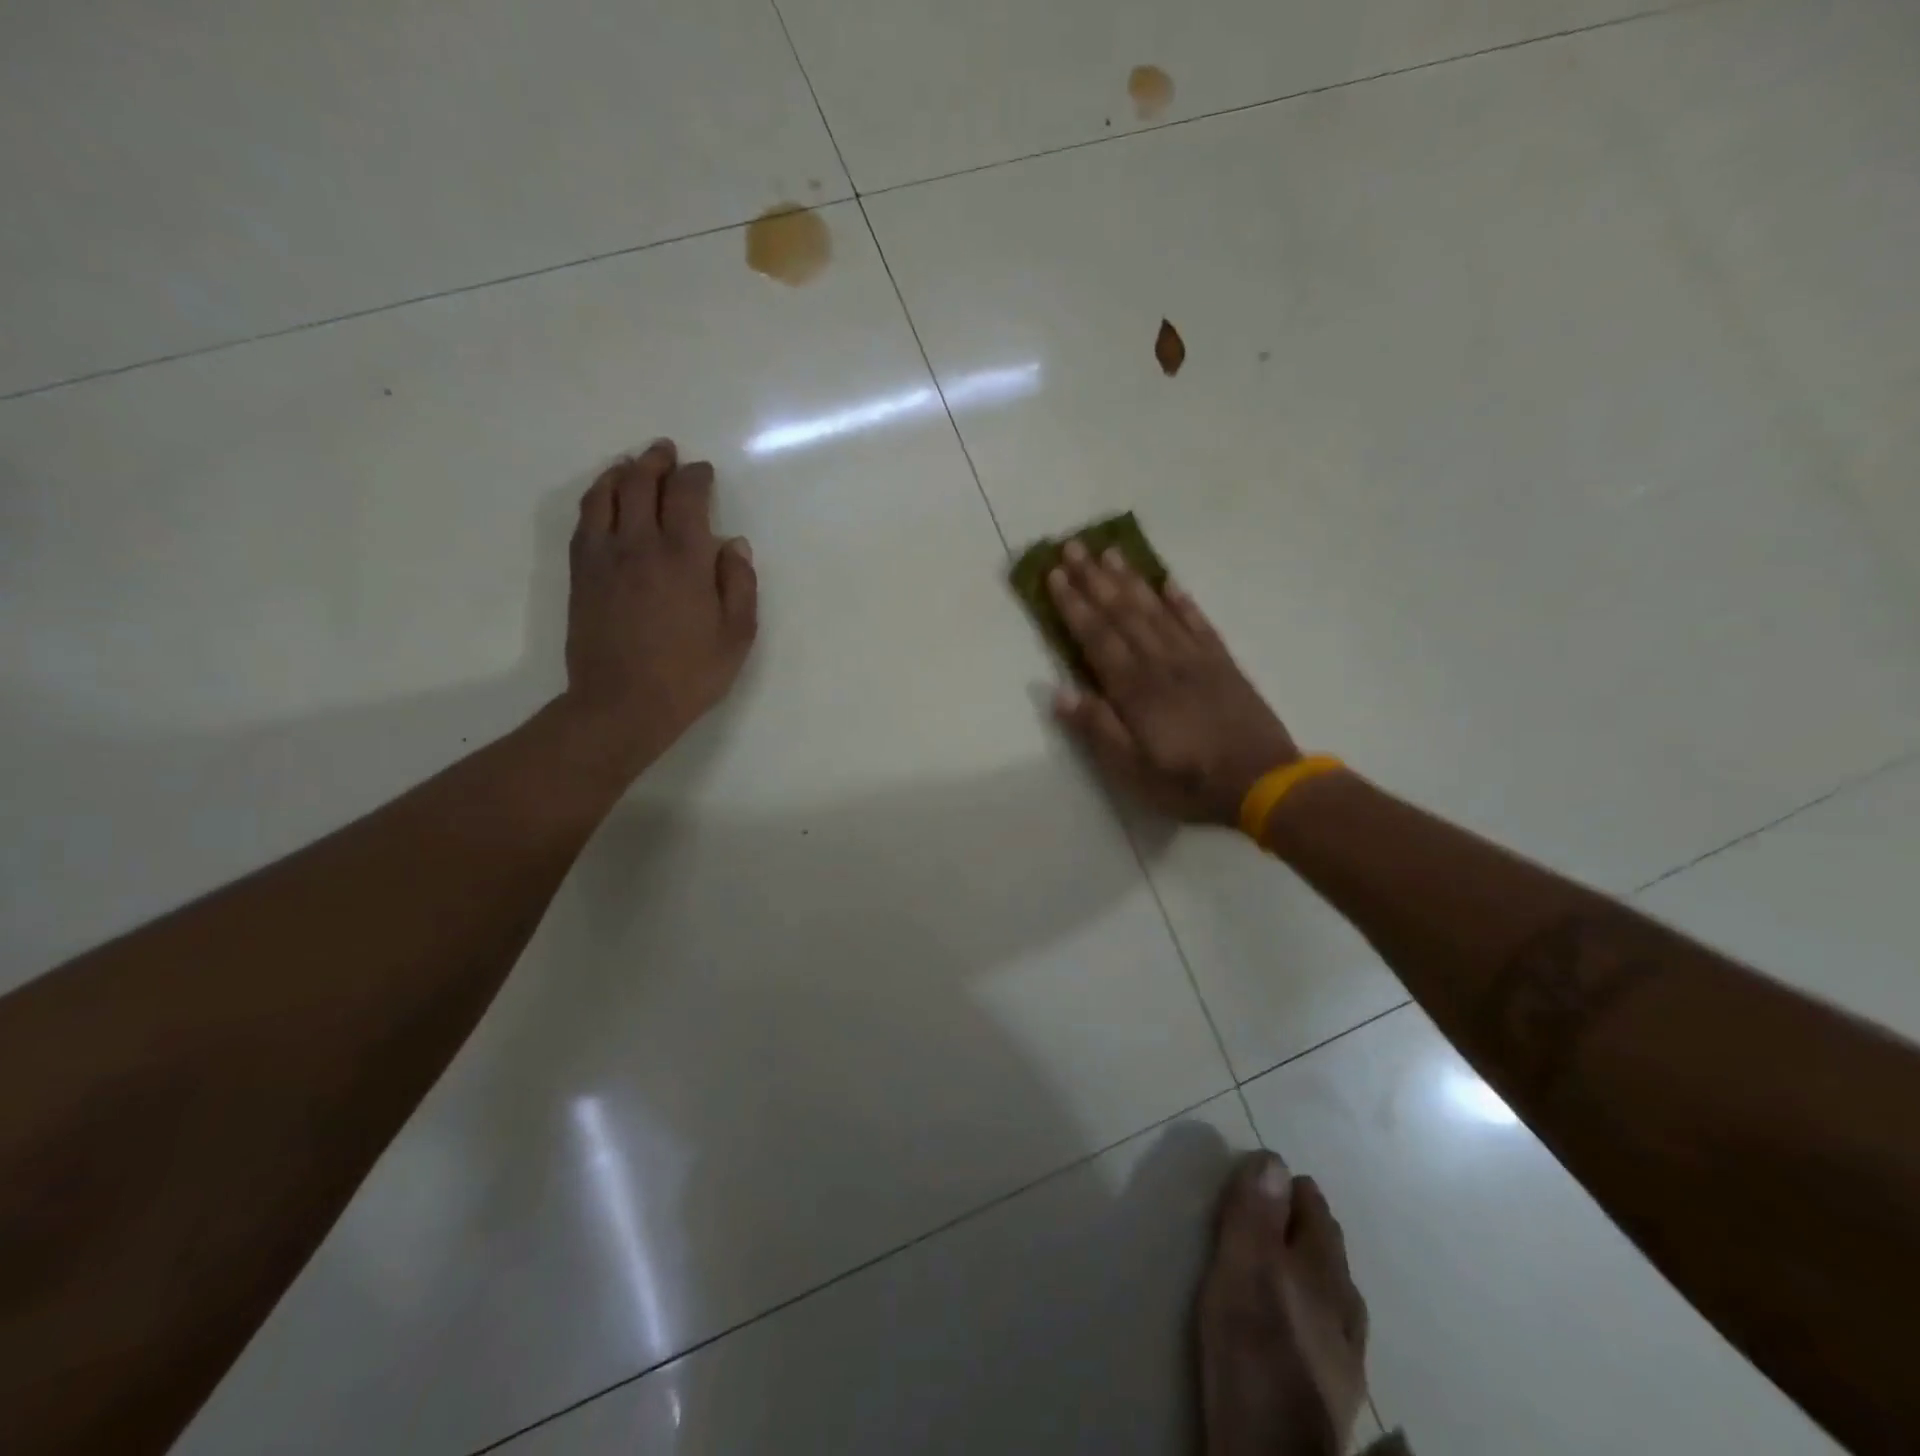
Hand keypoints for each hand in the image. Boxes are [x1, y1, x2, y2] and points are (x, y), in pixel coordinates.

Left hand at [562, 440, 757, 777]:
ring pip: (606, 494)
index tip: (704, 473)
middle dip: (657, 462)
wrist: (622, 704)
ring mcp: (604, 556)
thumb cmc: (690, 674)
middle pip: (641, 483)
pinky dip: (596, 497)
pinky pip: (585, 520)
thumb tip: (733, 544)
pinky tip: (604, 498)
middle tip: (667, 452)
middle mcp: (639, 544)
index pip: (686, 495)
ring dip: (622, 472)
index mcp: (683, 557)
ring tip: (633, 464)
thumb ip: (740, 584)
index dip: (696, 477)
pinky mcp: (581, 574)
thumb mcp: (737, 635)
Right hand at [1048, 541, 1295, 824]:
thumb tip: (1059, 693)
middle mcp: (1161, 662)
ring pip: (1156, 609)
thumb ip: (1097, 729)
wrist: (1262, 782)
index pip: (1097, 637)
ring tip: (1110, 552)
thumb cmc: (1188, 782)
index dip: (1074, 604)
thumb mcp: (1132, 771)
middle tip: (1073, 546)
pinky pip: (1198, 622)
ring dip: (1130, 579)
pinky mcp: (1222, 662)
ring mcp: (1195, 658)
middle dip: (1094, 579)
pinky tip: (1168, 582)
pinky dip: (1181, 600)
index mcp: (1135, 689)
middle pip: (1123, 612)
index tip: (1055, 574)